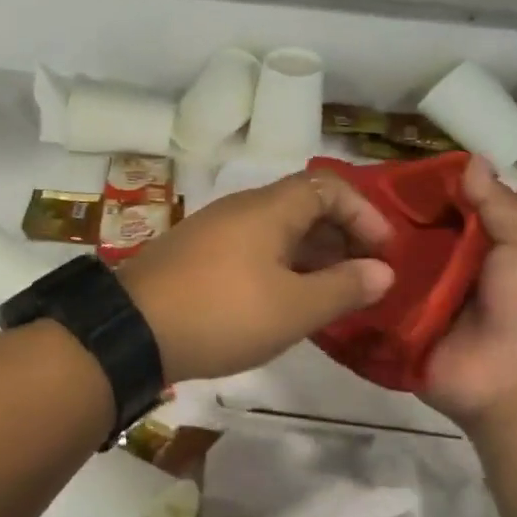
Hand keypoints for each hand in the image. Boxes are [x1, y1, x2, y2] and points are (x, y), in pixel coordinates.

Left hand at [117, 171, 394, 382]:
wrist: (132, 331)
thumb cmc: (223, 313)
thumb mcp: (294, 308)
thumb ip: (344, 288)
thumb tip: (383, 272)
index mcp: (269, 208)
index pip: (329, 186)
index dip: (364, 213)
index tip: (384, 252)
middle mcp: (242, 208)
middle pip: (304, 206)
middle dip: (342, 237)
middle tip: (362, 278)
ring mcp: (215, 231)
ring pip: (278, 231)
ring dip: (312, 256)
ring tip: (332, 296)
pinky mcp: (197, 256)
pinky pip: (253, 250)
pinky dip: (281, 268)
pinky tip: (286, 303)